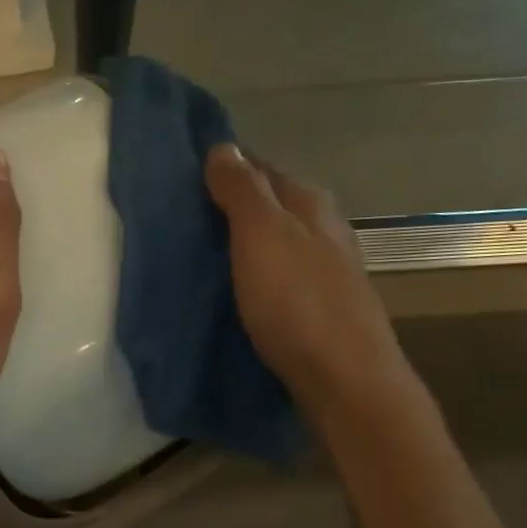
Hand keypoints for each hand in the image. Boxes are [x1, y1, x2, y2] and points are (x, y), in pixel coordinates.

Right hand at [203, 143, 410, 419]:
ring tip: (200, 256)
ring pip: (275, 243)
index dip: (225, 169)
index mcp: (309, 203)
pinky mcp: (319, 308)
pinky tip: (234, 290)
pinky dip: (254, 275)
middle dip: (231, 208)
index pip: (261, 168)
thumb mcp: (263, 236)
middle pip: (271, 206)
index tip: (182, 179)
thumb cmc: (298, 302)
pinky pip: (278, 277)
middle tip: (182, 221)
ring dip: (242, 244)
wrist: (344, 379)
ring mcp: (325, 271)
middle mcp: (323, 230)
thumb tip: (223, 147)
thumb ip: (242, 191)